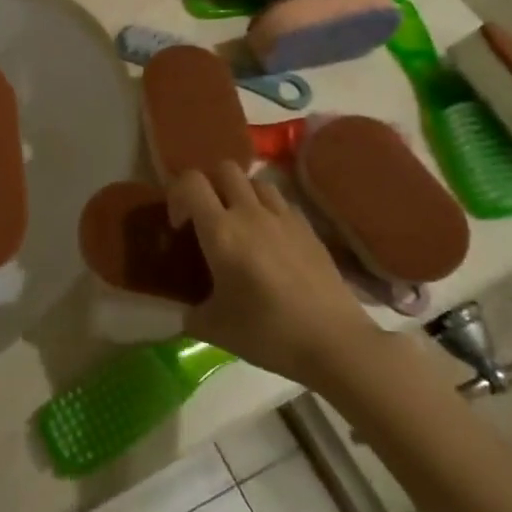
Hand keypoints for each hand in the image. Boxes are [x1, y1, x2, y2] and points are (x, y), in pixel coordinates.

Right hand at [167, 163, 378, 386]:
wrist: (334, 342)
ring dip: (241, 194)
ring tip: (239, 225)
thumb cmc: (268, 333)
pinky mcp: (309, 229)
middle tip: (207, 218)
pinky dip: (268, 210)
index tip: (180, 226)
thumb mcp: (214, 329)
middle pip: (225, 169)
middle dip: (210, 186)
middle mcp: (250, 213)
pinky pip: (282, 203)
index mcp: (221, 231)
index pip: (191, 182)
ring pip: (256, 181)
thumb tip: (185, 312)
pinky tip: (270, 241)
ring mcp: (284, 218)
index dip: (177, 194)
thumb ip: (191, 313)